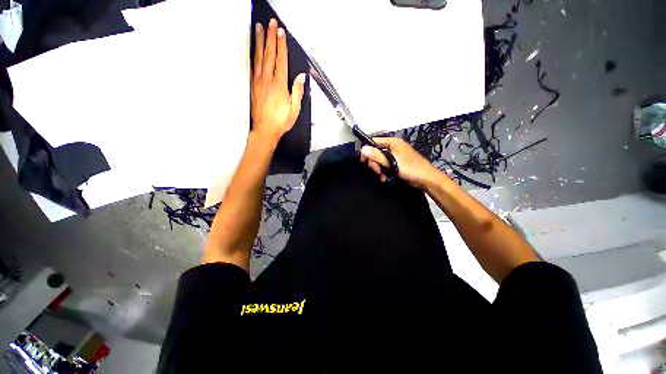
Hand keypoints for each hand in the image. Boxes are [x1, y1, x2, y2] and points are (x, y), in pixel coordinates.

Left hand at [251, 18, 305, 145]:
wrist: (265, 129)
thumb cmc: (281, 121)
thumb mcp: (295, 109)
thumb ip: (297, 92)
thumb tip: (301, 77)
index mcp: (279, 85)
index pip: (280, 60)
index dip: (281, 45)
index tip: (280, 32)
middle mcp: (267, 80)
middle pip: (269, 54)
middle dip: (270, 37)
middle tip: (270, 24)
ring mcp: (259, 82)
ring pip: (259, 57)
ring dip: (260, 42)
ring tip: (259, 29)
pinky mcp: (253, 86)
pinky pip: (253, 66)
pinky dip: (254, 55)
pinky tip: (254, 49)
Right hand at [360, 137, 441, 187]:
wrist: (426, 179)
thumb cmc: (410, 168)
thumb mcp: (392, 162)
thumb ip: (377, 155)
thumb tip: (363, 149)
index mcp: (392, 142)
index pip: (374, 142)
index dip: (367, 150)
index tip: (363, 161)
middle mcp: (392, 147)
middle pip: (375, 152)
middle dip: (374, 163)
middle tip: (377, 171)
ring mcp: (394, 155)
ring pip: (379, 160)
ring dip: (378, 169)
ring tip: (382, 176)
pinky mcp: (395, 163)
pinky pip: (385, 165)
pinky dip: (383, 171)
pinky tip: (385, 177)